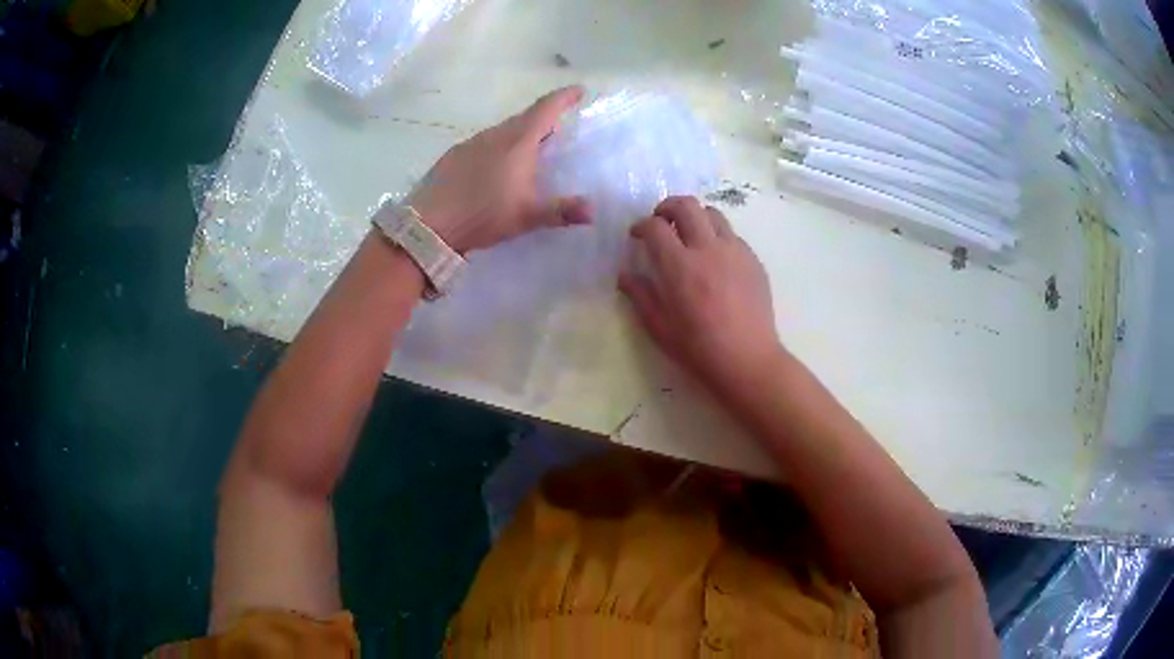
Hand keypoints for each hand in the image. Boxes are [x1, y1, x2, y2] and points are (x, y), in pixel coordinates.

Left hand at [407, 86, 592, 252]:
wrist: (429, 223)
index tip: (578, 90)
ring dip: (520, 133)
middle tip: (558, 128)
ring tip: (529, 149)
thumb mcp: (527, 216)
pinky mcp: (454, 155)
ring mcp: (471, 143)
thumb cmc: (483, 214)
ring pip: (503, 130)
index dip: (564, 98)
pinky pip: (484, 142)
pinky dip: (498, 146)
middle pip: (525, 118)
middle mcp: (495, 135)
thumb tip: (594, 211)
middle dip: (544, 118)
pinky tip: (496, 166)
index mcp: (518, 142)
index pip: (546, 109)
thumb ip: (561, 211)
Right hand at [619, 196, 782, 390]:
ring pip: (712, 213)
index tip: (637, 235)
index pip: (655, 226)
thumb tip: (625, 275)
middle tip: (661, 222)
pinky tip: (714, 258)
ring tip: (689, 235)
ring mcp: (735, 251)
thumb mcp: (660, 328)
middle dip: (667, 207)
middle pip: (686, 205)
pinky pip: (732, 234)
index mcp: (679, 266)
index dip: (641, 225)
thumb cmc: (699, 349)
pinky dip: (717, 235)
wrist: (748, 360)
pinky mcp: (753, 260)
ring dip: (695, 217)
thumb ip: (641, 296)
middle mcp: (707, 249)